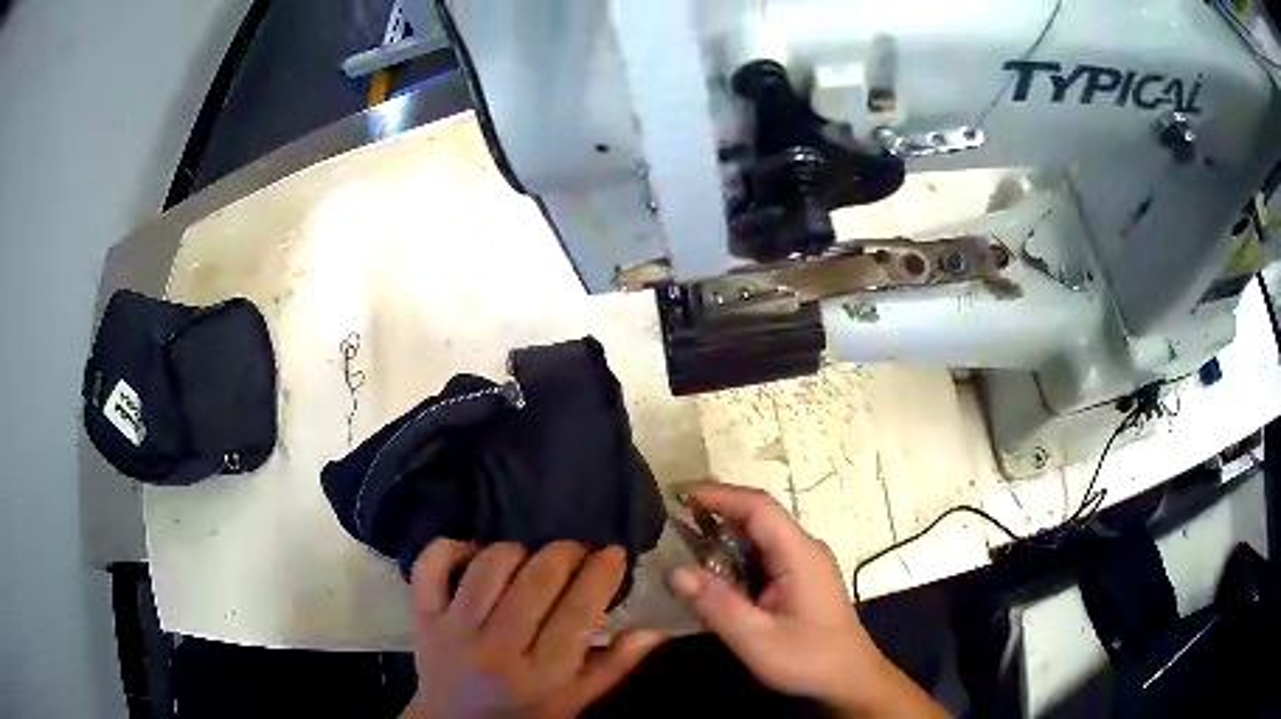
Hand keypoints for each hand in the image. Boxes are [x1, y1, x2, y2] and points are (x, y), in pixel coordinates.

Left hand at [402, 540, 662, 718]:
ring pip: (488, 567)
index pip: (578, 613)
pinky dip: (451, 546)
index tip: (613, 552)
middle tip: (577, 548)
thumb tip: (654, 630)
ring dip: (517, 549)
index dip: (601, 573)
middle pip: (534, 582)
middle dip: (565, 552)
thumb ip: (613, 666)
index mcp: (541, 675)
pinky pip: (430, 566)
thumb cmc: (524, 713)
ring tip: (532, 554)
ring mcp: (454, 630)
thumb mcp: (574, 701)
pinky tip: (475, 550)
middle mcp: (497, 649)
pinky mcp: (423, 616)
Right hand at [670, 483, 945, 718]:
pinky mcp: (800, 581)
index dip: (720, 496)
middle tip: (673, 525)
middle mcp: (804, 550)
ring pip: (759, 540)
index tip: (681, 497)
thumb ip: (717, 605)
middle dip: (716, 516)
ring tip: (684, 549)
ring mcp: (804, 565)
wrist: (849, 680)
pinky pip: (764, 559)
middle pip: (758, 520)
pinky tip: (713, 577)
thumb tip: (677, 572)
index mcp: (799, 554)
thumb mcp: (756, 639)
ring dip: (724, 541)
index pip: (759, 508)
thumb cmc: (808, 658)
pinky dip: (735, 561)